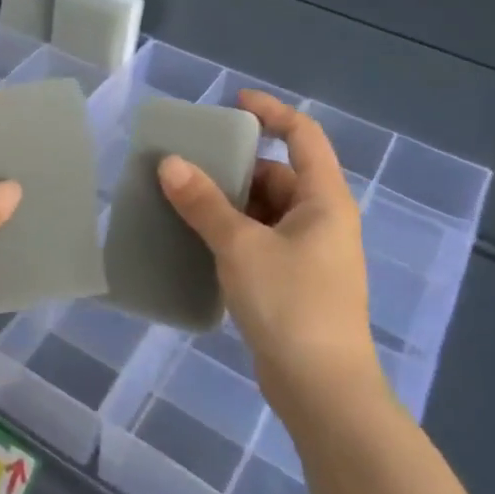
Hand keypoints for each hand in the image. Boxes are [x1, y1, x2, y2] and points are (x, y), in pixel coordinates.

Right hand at [158, 91, 382, 405]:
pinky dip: (233, 234)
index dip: (271, 112)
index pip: (303, 136)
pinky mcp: (295, 283)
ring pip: (265, 211)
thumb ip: (205, 203)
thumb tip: (170, 164)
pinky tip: (199, 243)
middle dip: (235, 167)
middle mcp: (322, 220)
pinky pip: (260, 241)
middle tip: (189, 163)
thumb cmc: (290, 305)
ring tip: (183, 201)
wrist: (322, 389)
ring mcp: (310, 254)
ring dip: (229, 204)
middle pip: (278, 175)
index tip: (233, 103)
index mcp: (324, 200)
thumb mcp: (241, 247)